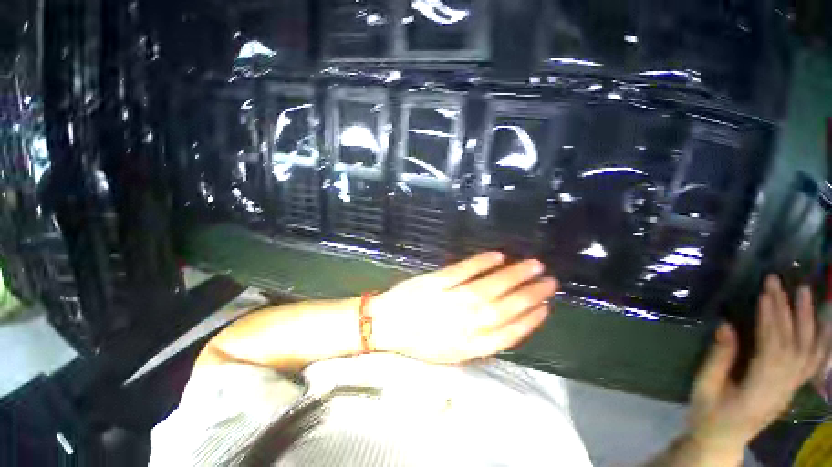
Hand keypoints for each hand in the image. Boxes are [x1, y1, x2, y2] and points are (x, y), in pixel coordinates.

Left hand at [369, 252, 557, 363]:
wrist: (386, 326)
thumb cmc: (418, 342)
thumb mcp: (450, 355)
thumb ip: (478, 342)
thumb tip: (505, 324)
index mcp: (469, 347)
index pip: (509, 333)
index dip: (531, 320)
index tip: (545, 306)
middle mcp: (464, 324)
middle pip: (506, 308)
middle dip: (531, 294)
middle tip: (549, 281)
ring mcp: (450, 300)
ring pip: (490, 286)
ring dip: (514, 275)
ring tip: (533, 265)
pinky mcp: (436, 281)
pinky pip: (464, 270)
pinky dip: (482, 262)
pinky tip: (498, 256)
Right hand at [688, 276, 831, 454]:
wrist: (722, 440)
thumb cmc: (708, 413)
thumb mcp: (704, 388)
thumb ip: (718, 359)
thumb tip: (726, 326)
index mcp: (759, 390)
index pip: (772, 348)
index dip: (771, 320)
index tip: (765, 293)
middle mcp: (783, 388)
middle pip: (792, 345)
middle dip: (787, 311)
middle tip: (779, 282)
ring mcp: (791, 389)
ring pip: (808, 350)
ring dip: (808, 319)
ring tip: (804, 291)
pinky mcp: (792, 387)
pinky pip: (814, 363)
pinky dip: (822, 341)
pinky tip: (824, 323)